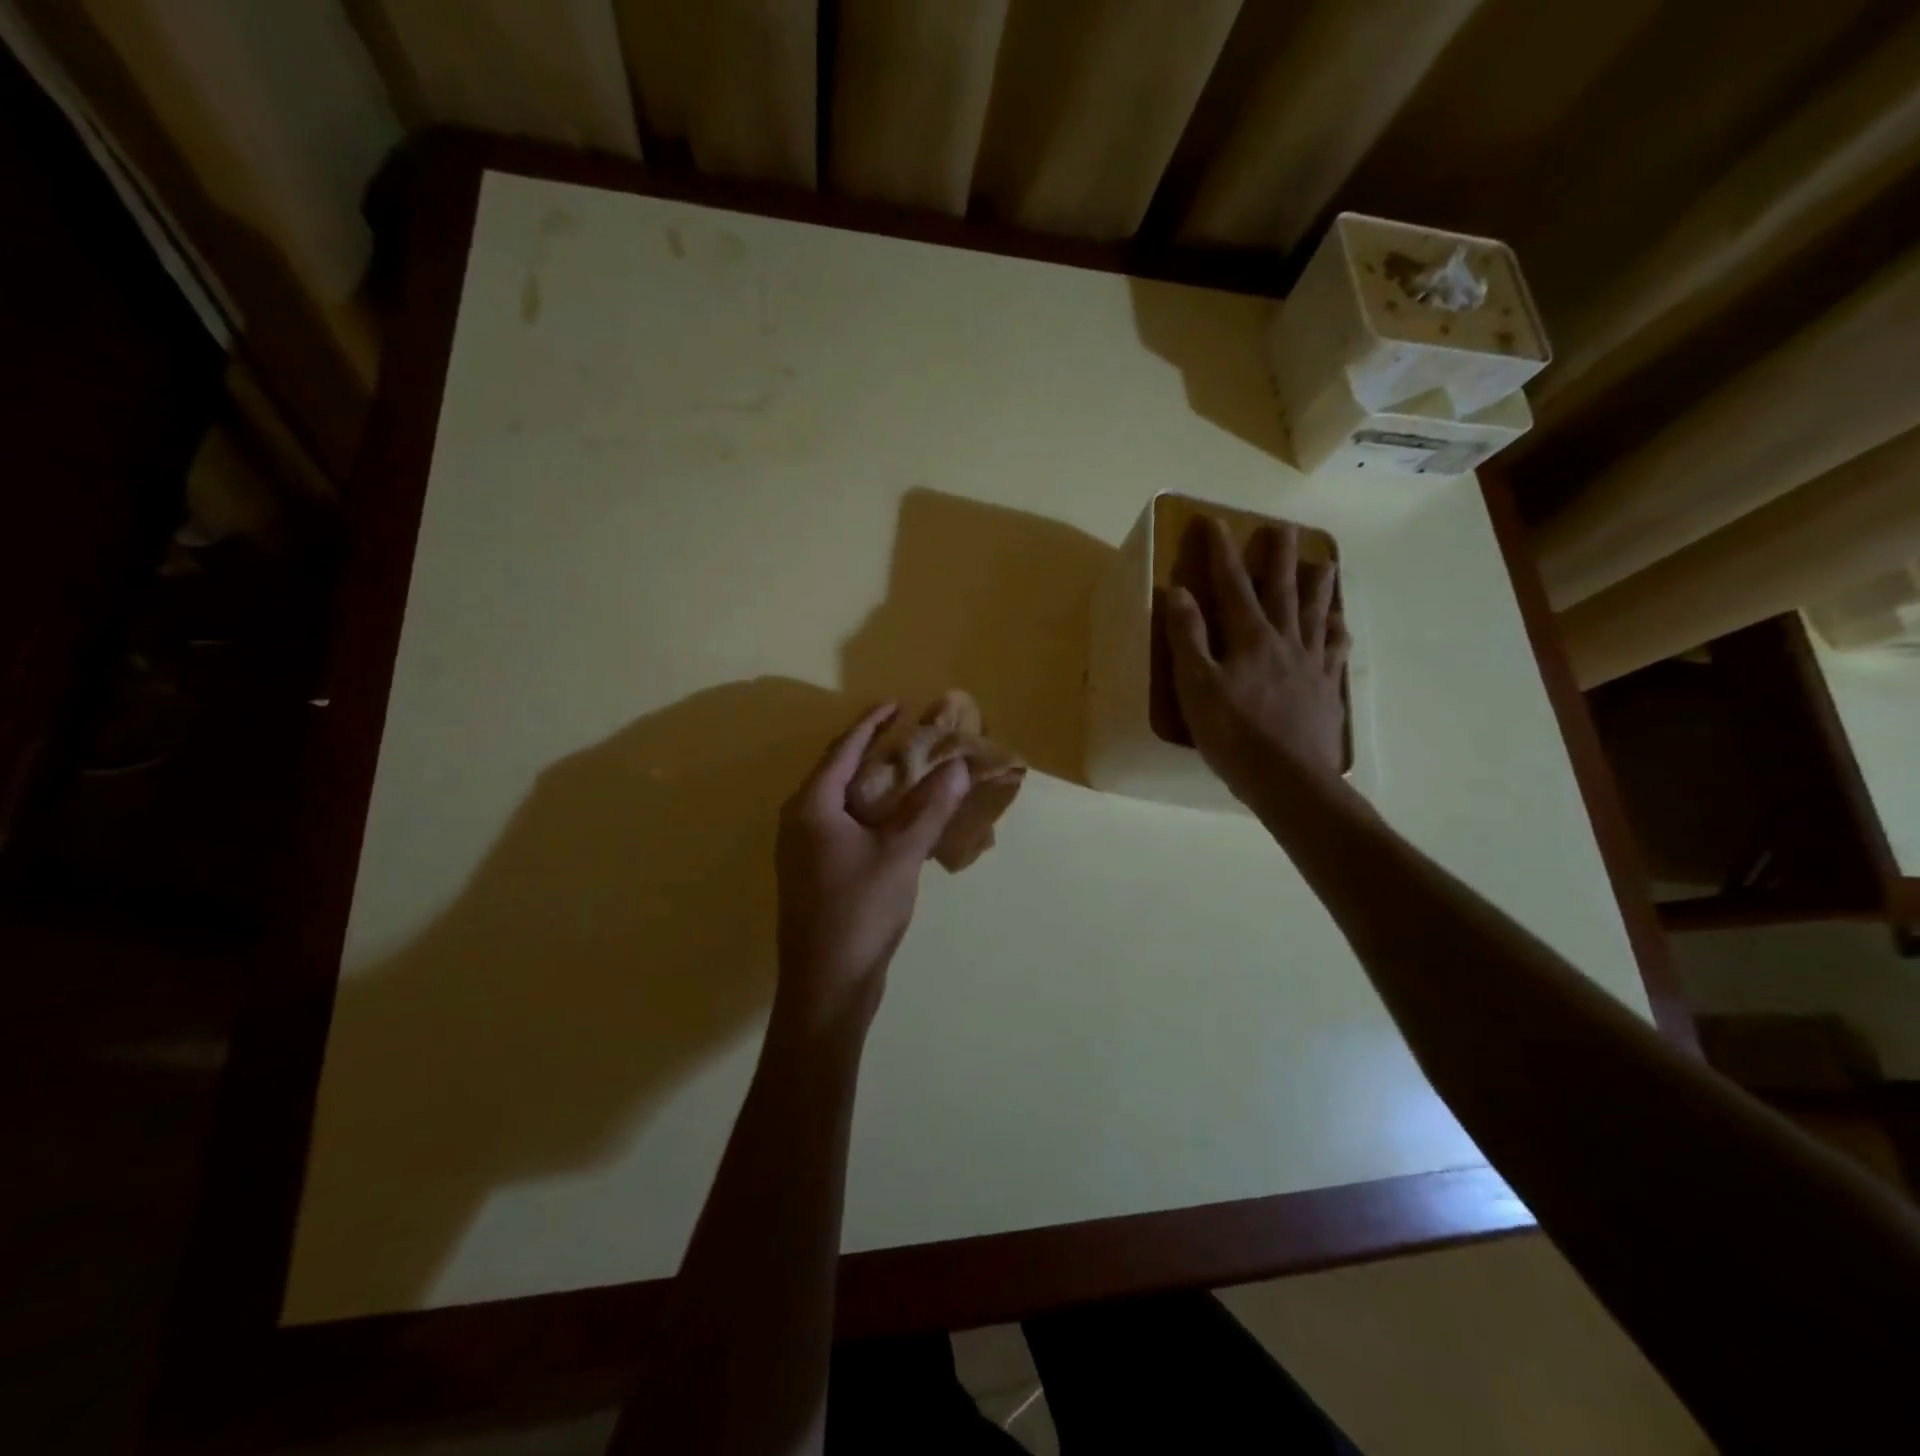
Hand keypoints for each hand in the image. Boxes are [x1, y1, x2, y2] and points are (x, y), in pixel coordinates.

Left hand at [775, 703, 969, 1028]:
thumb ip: (929, 807)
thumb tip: (957, 765)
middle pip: (836, 771)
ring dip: (870, 783)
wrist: (826, 985)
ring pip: (839, 801)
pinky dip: (869, 812)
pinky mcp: (814, 873)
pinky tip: (895, 820)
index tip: (897, 703)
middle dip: (870, 750)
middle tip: (907, 735)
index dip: (870, 723)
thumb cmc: (859, 911)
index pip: (842, 749)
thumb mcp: (900, 854)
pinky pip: (842, 826)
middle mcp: (799, 821)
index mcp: (811, 807)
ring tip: (906, 771)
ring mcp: (803, 850)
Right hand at [1165, 517, 1350, 812]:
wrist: (1288, 779)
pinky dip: (1337, 631)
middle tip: (1282, 528)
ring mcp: (1311, 665)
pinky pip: (1334, 650)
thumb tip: (1178, 591)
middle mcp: (1284, 641)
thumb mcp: (1196, 687)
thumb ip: (1187, 638)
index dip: (1222, 553)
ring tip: (1324, 562)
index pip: (1232, 586)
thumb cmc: (1233, 735)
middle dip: (1278, 558)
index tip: (1214, 522)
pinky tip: (1341, 624)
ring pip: (1316, 614)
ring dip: (1317, 586)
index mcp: (1250, 639)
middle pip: (1282, 590)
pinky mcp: (1325, 689)